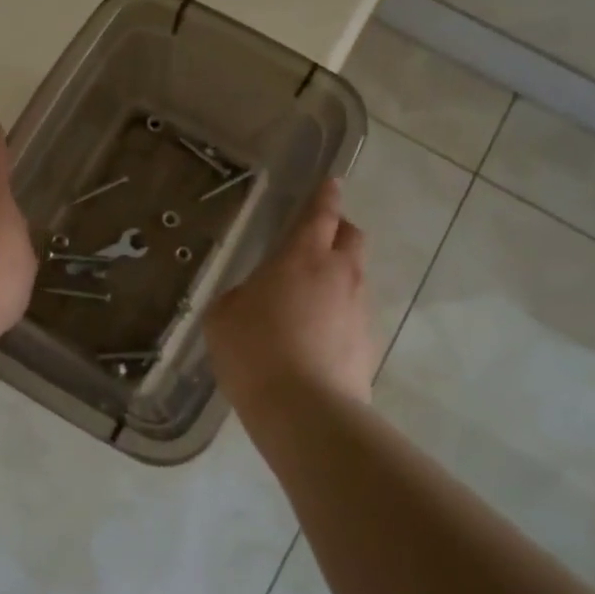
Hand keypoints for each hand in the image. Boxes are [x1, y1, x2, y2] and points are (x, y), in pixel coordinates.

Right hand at [206, 179, 377, 408]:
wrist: (305, 411)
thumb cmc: (254, 351)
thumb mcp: (224, 315)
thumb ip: (241, 295)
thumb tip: (254, 298)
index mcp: (303, 257)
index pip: (321, 214)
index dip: (327, 196)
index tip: (333, 182)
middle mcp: (339, 275)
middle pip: (352, 238)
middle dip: (339, 231)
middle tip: (316, 240)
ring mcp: (359, 310)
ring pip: (355, 278)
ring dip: (337, 277)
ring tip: (308, 301)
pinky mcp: (369, 344)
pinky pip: (354, 315)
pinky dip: (339, 315)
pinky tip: (315, 339)